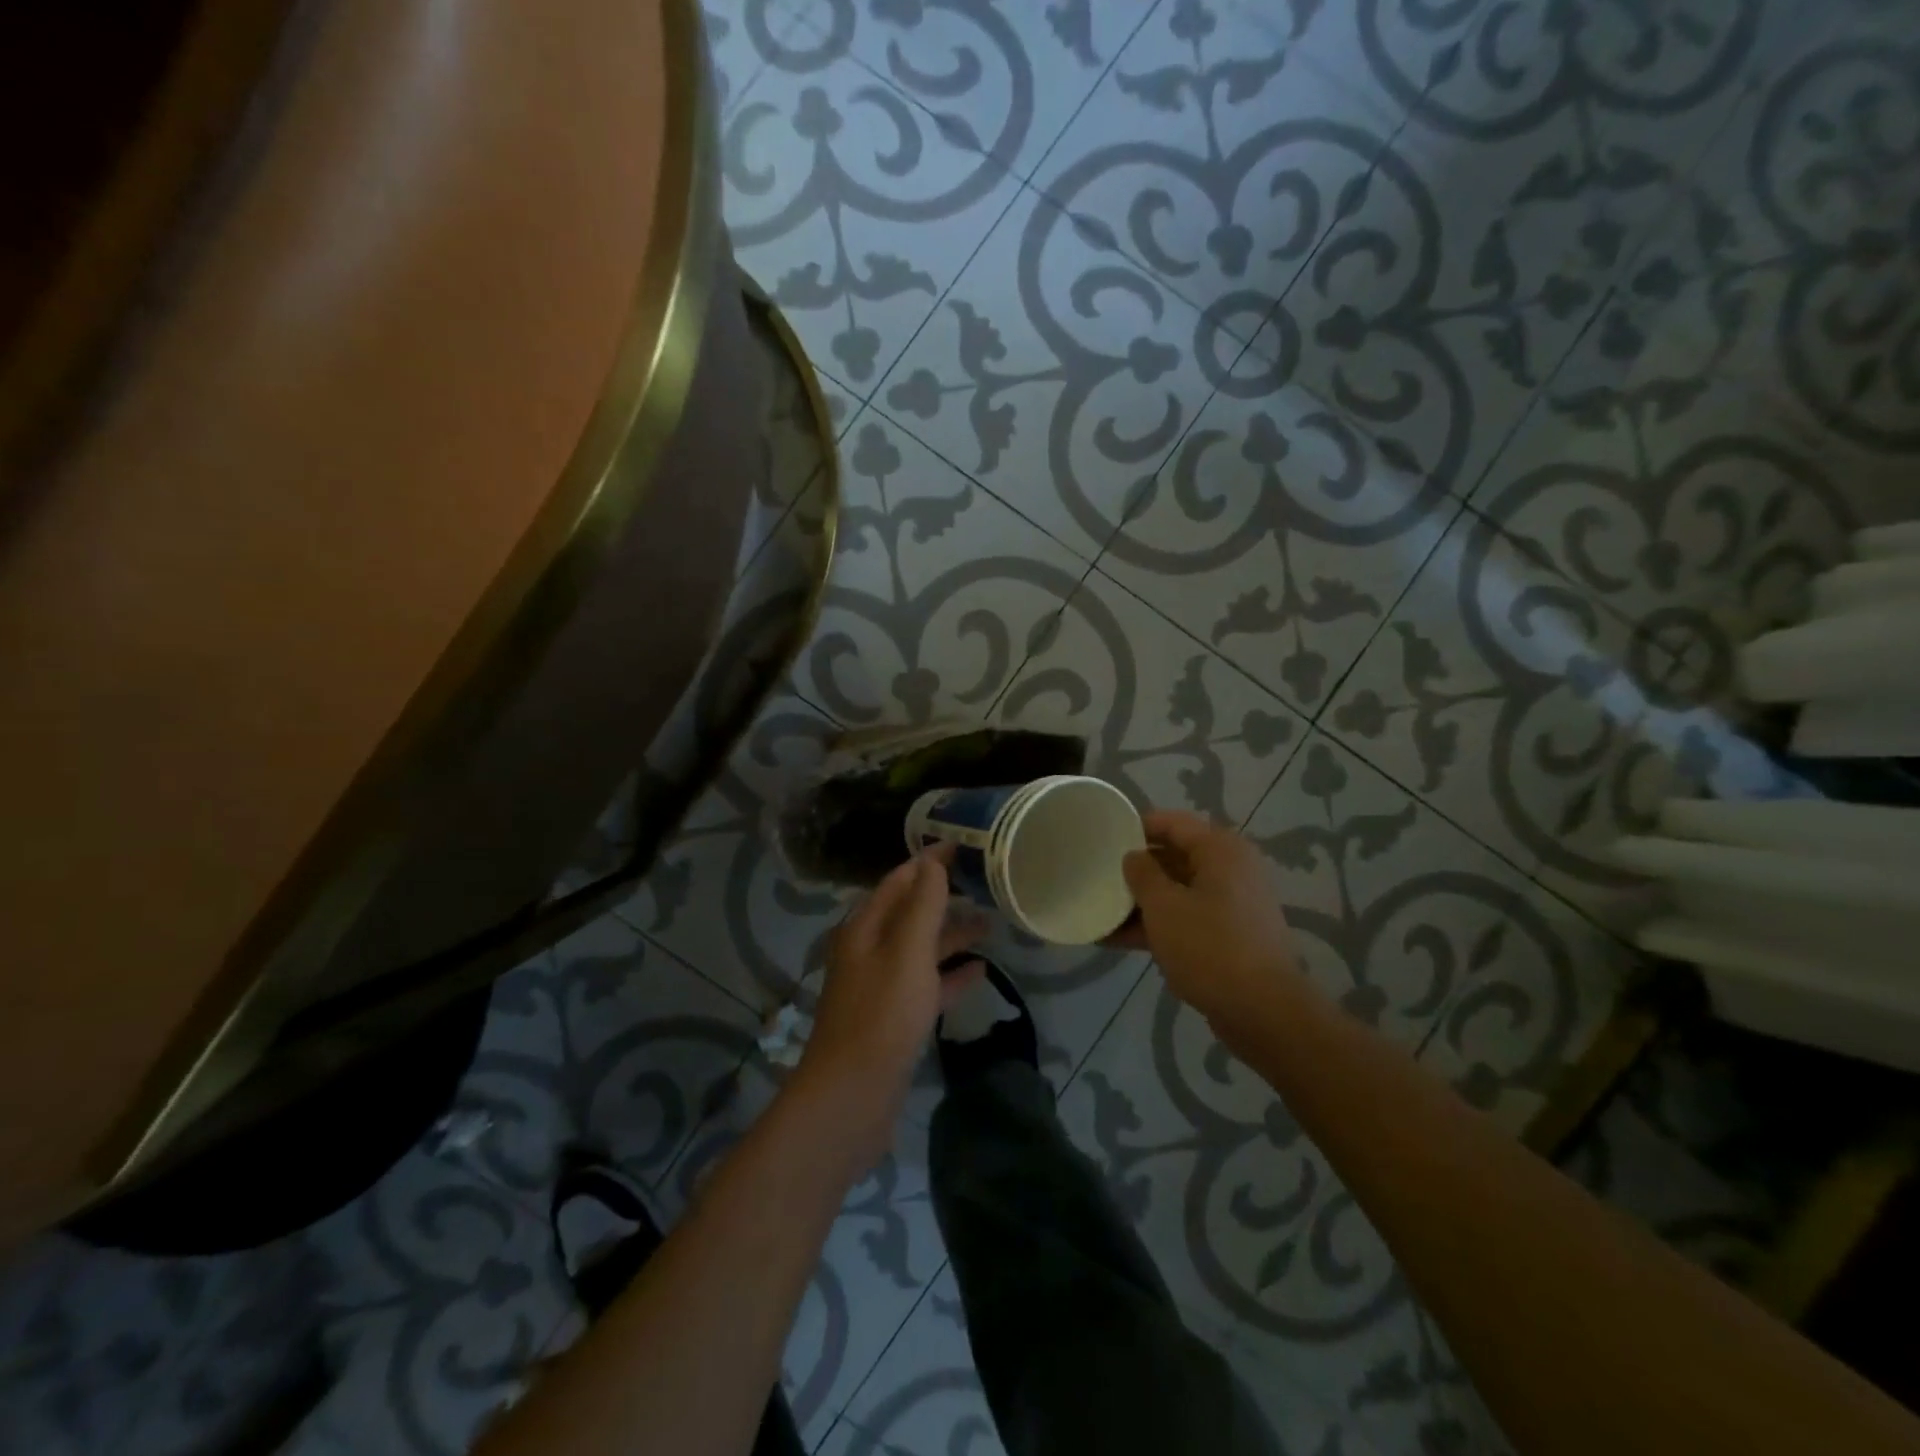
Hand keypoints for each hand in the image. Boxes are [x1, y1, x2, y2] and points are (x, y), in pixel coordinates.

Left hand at [793, 850, 986, 1169]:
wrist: (852, 1097)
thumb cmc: (882, 1015)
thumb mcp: (907, 952)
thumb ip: (923, 905)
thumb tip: (932, 860)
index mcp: (865, 928)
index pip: (899, 880)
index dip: (929, 861)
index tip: (964, 845)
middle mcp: (869, 951)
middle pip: (910, 913)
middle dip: (944, 897)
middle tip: (985, 884)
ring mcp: (880, 986)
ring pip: (920, 949)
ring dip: (951, 936)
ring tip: (990, 926)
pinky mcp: (892, 1019)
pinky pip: (925, 985)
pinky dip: (950, 975)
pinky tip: (979, 973)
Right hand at [1120, 810, 1301, 1031]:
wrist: (1264, 1012)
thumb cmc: (1210, 947)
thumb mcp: (1164, 906)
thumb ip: (1142, 874)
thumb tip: (1133, 856)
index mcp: (1220, 850)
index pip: (1171, 823)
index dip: (1136, 827)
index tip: (1103, 838)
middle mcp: (1230, 869)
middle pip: (1174, 857)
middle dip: (1136, 869)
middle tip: (1097, 875)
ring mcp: (1231, 905)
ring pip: (1177, 891)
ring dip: (1141, 902)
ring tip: (1100, 911)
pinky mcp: (1228, 936)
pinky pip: (1186, 919)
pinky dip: (1157, 925)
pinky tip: (1118, 940)